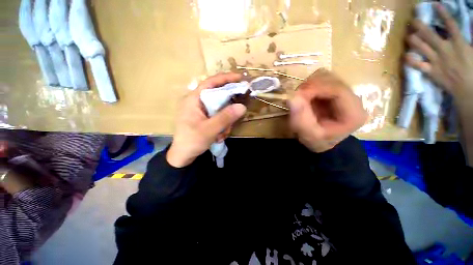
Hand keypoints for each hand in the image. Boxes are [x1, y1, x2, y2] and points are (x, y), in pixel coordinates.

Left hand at [167, 73, 246, 167]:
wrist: (183, 156)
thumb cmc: (192, 141)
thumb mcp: (209, 130)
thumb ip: (225, 118)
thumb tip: (242, 106)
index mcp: (193, 99)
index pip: (211, 82)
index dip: (226, 78)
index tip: (240, 78)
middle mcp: (197, 102)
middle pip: (218, 96)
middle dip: (228, 109)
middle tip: (234, 118)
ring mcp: (201, 110)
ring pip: (220, 109)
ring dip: (225, 121)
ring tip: (222, 134)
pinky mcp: (204, 118)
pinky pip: (218, 116)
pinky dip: (222, 125)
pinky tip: (219, 136)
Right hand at [290, 69, 366, 152]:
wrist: (321, 142)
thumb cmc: (317, 141)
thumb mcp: (309, 135)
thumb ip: (301, 119)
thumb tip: (292, 97)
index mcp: (354, 113)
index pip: (338, 90)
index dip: (316, 88)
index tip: (297, 94)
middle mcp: (353, 99)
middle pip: (333, 80)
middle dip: (311, 86)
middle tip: (296, 97)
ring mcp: (344, 93)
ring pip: (327, 77)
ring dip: (309, 85)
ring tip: (300, 98)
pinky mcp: (334, 91)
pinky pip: (321, 80)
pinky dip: (309, 85)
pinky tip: (305, 97)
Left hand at [405, 3, 472, 106]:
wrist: (468, 90)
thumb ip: (468, 39)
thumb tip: (470, 23)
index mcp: (459, 43)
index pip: (450, 24)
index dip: (443, 13)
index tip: (434, 4)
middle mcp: (445, 49)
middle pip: (430, 34)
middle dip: (420, 26)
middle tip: (412, 20)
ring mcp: (437, 61)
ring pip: (421, 47)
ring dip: (413, 40)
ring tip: (407, 34)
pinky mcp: (431, 71)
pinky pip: (417, 65)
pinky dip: (410, 60)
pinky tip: (404, 55)